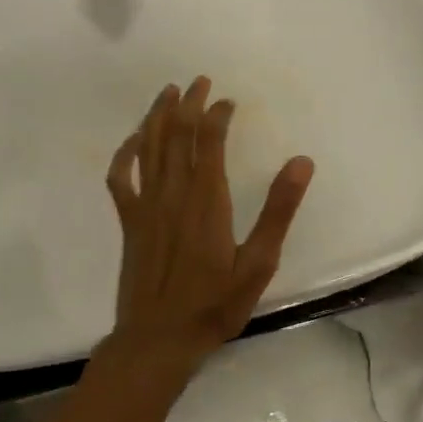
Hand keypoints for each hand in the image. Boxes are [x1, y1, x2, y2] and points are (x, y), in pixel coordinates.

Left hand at [106, 77, 314, 366]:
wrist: (158, 340)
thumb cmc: (214, 305)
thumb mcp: (259, 263)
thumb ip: (279, 210)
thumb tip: (301, 162)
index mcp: (207, 200)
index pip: (210, 142)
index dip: (218, 115)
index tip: (229, 101)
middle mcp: (173, 194)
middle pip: (176, 135)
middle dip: (188, 104)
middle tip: (199, 81)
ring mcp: (145, 205)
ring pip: (148, 147)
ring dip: (157, 116)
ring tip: (168, 93)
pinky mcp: (129, 221)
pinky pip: (120, 177)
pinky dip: (125, 153)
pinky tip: (133, 140)